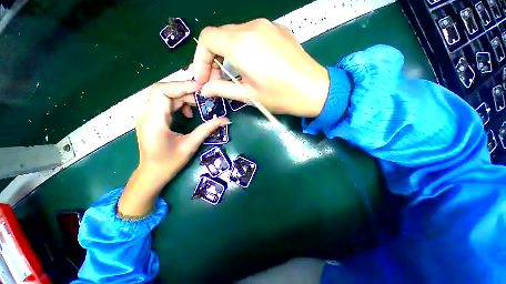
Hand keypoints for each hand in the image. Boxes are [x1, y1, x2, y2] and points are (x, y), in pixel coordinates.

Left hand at [118, 81, 228, 216]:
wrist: (152, 174)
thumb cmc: (170, 162)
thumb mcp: (191, 145)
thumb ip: (207, 129)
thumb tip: (225, 120)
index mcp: (154, 121)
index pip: (162, 91)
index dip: (181, 86)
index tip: (200, 89)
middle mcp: (146, 114)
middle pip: (165, 91)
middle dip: (186, 92)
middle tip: (204, 98)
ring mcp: (147, 116)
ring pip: (165, 97)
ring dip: (183, 98)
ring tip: (199, 105)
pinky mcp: (151, 118)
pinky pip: (165, 104)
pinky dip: (178, 104)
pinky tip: (188, 113)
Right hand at [192, 18, 329, 117]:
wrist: (314, 90)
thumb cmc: (280, 96)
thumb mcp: (248, 96)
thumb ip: (222, 89)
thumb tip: (204, 89)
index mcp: (242, 45)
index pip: (207, 39)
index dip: (200, 60)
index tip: (203, 79)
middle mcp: (252, 28)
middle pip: (220, 36)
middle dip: (212, 59)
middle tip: (214, 80)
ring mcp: (267, 26)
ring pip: (234, 35)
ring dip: (227, 55)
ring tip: (232, 75)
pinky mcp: (277, 30)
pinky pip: (251, 35)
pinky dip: (242, 50)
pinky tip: (249, 66)